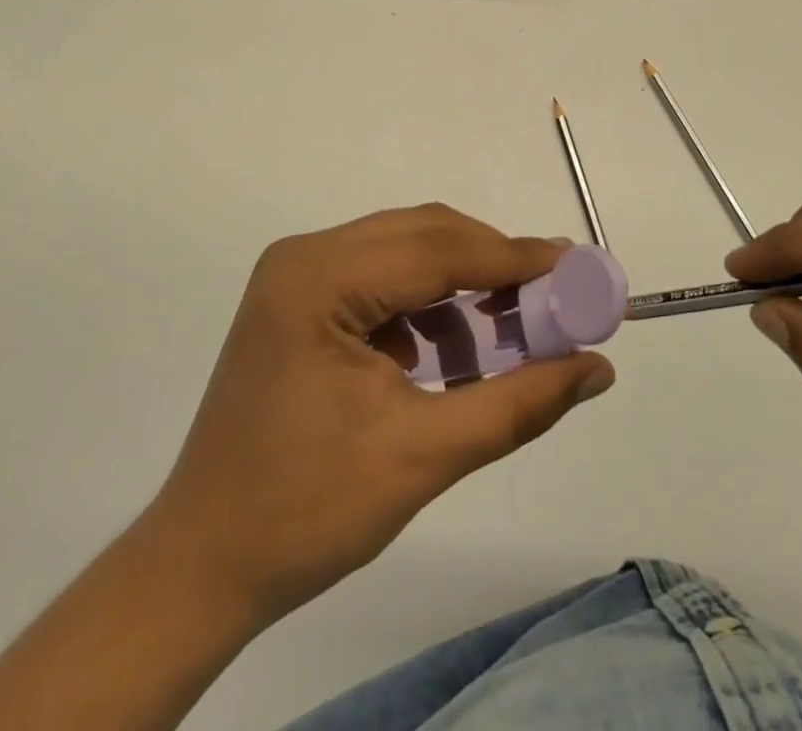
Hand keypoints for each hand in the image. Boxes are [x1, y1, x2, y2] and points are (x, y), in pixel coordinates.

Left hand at [149, 204, 615, 627]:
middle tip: (554, 299)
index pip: (438, 249)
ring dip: (462, 286)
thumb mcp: (424, 456)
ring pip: (406, 252)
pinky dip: (427, 307)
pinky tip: (448, 357)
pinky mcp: (301, 300)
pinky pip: (383, 279)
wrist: (203, 566)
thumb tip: (598, 367)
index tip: (579, 270)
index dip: (515, 258)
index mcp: (319, 279)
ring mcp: (298, 275)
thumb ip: (519, 403)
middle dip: (492, 266)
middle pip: (423, 236)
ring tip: (507, 334)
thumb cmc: (307, 511)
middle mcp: (305, 256)